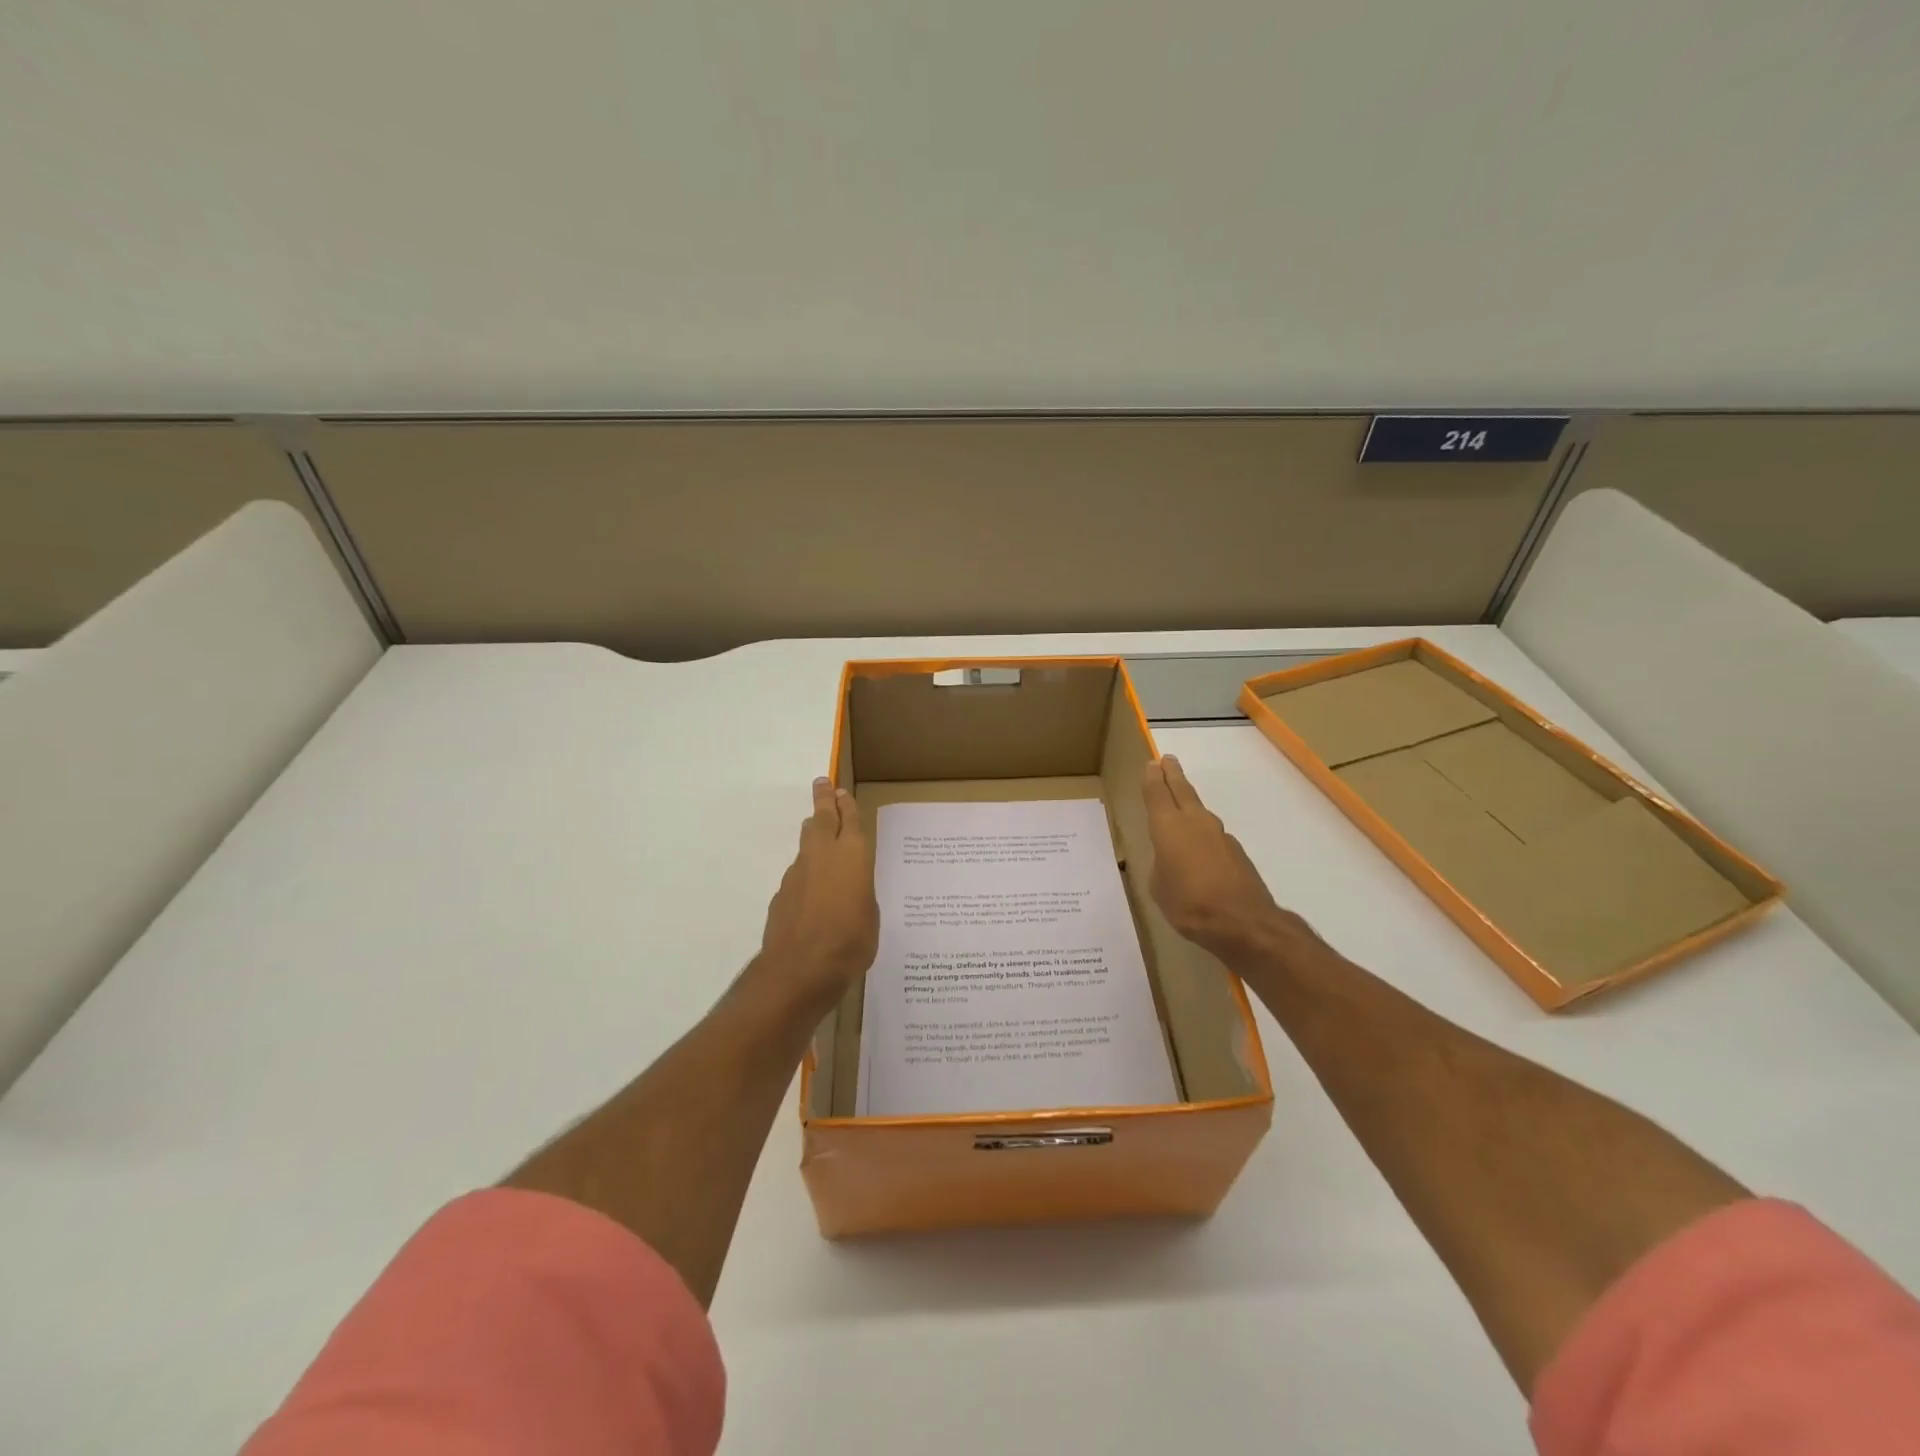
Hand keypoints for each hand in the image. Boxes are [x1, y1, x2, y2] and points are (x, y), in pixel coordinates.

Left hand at [754, 777, 878, 1009]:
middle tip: (822, 784)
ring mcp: (798, 873)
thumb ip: (860, 894)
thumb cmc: (850, 941)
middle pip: (821, 819)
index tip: (841, 791)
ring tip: (815, 827)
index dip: (847, 806)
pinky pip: (797, 872)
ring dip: (812, 832)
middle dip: (823, 800)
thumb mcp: (870, 916)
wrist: (800, 968)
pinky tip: (811, 887)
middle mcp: (823, 855)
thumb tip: (850, 890)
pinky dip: (805, 871)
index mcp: (852, 856)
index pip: (850, 821)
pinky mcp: (782, 893)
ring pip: (806, 843)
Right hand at [1141, 755, 1288, 957]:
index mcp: (1168, 827)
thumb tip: (1171, 860)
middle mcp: (1194, 822)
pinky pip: (1212, 835)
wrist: (1243, 922)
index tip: (1152, 763)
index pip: (1157, 793)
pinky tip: (1199, 848)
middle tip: (1167, 760)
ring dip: (1188, 801)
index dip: (1152, 778)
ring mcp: (1219, 835)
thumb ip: (1162, 866)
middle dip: (1172, 774)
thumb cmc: (1189, 904)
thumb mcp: (1159, 887)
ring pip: (1198, 810)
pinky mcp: (1235, 851)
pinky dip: (1202, 833)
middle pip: (1181, 790)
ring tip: (1180, 800)